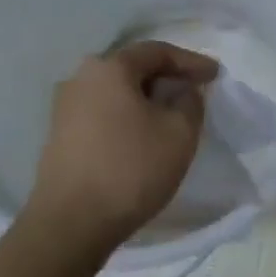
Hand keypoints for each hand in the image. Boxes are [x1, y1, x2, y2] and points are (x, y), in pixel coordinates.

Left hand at [25, 40, 219, 256]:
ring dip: (146, 100)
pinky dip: (127, 118)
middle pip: (133, 69)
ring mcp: (65, 108)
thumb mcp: (179, 133)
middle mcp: (81, 78)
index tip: (215, 75)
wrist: (70, 224)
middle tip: (194, 91)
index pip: (157, 52)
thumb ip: (190, 102)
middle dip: (167, 78)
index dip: (190, 61)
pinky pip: (102, 114)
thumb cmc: (130, 169)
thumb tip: (183, 92)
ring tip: (171, 115)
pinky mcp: (59, 136)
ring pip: (116, 93)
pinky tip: (142, 136)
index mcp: (109, 68)